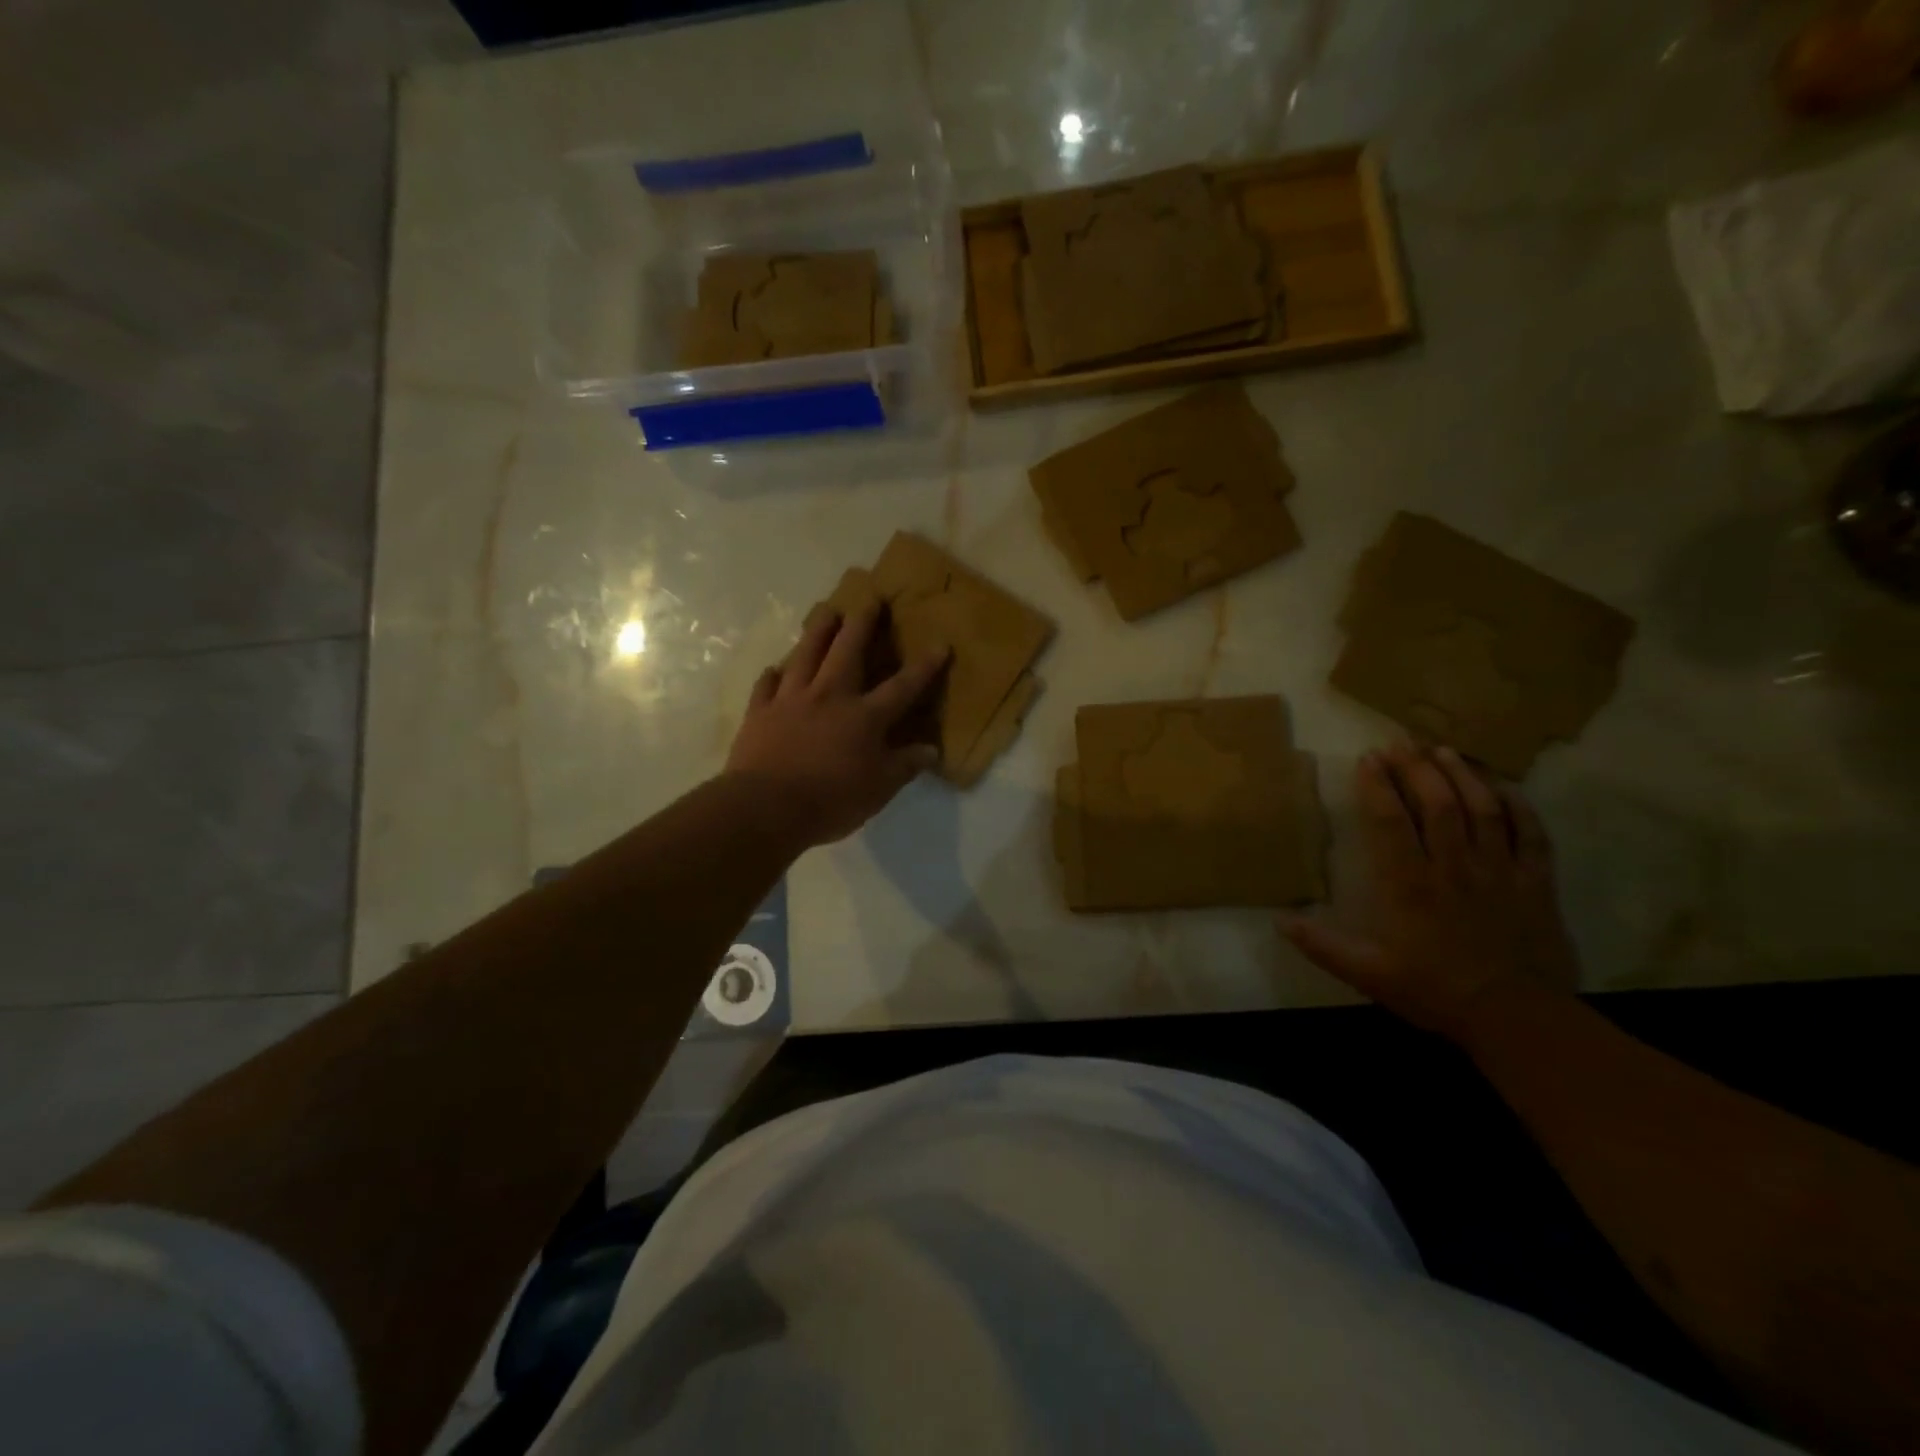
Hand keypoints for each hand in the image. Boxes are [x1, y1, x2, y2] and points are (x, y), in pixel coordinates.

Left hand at [725, 602, 948, 848]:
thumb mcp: (879, 789)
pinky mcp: (760, 712)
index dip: (923, 667)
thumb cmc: (830, 800)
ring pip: (805, 655)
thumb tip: (930, 750)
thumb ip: (905, 766)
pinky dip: (772, 675)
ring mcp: (791, 700)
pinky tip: (775, 669)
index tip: (940, 644)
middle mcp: (829, 697)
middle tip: (869, 599)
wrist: (766, 808)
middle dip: (862, 624)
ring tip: (825, 612)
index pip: (902, 687)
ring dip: (817, 631)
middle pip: (848, 651)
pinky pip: (766, 686)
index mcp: (864, 717)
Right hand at [1282, 743, 1578, 1042]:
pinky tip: (1502, 787)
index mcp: (1409, 883)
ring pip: (1482, 808)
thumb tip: (1279, 920)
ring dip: (1461, 775)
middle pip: (1437, 802)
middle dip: (1415, 767)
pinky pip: (1530, 833)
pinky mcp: (1536, 882)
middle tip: (1399, 743)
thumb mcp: (1367, 972)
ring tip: (1442, 750)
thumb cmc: (1433, 989)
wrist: (1515, 1017)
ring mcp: (1498, 870)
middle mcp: (1453, 866)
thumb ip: (1322, 945)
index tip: (1367, 759)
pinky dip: (1518, 805)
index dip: (1377, 785)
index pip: (1390, 820)